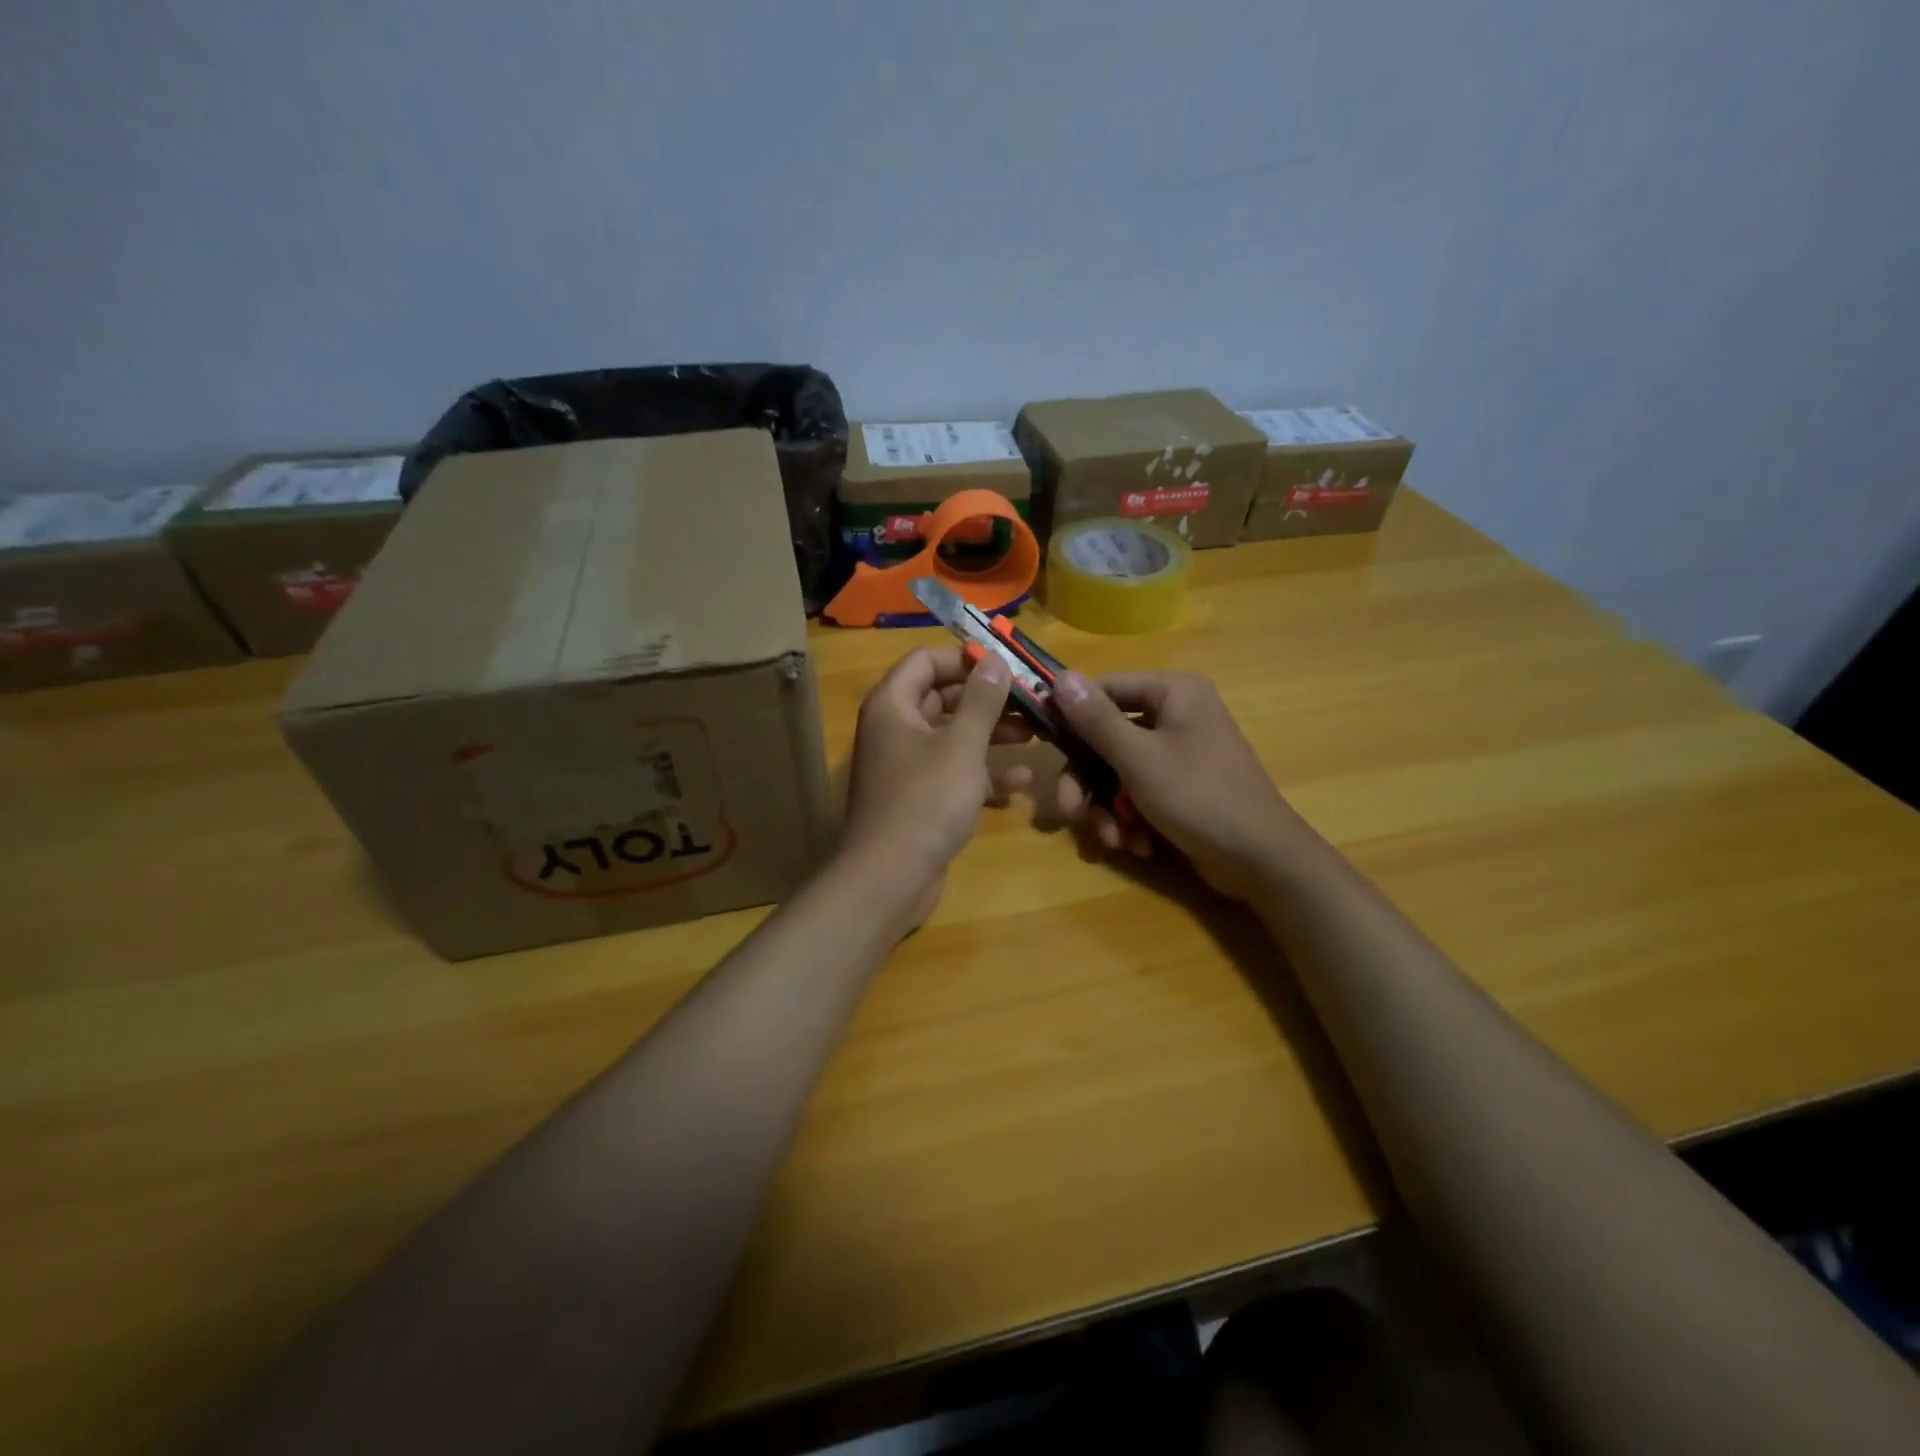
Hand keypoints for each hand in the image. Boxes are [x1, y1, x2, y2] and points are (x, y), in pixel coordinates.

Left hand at [838, 647, 1032, 929]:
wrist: (889, 878)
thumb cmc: (925, 802)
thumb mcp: (961, 746)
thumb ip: (981, 701)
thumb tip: (996, 661)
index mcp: (892, 705)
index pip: (926, 660)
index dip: (965, 659)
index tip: (1006, 667)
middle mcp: (895, 728)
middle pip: (942, 697)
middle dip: (987, 699)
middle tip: (1030, 701)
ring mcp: (906, 765)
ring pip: (952, 737)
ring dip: (991, 735)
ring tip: (1035, 734)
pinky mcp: (919, 797)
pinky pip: (953, 772)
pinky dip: (983, 773)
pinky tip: (1022, 781)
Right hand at [1051, 671, 1308, 900]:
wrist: (1260, 861)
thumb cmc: (1198, 797)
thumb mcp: (1138, 758)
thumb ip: (1095, 719)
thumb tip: (1059, 676)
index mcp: (1173, 693)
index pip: (1105, 689)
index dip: (1071, 716)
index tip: (1042, 743)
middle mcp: (1176, 715)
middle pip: (1107, 738)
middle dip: (1089, 782)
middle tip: (1071, 811)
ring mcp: (1180, 753)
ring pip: (1119, 772)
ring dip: (1108, 808)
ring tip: (1113, 839)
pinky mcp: (1181, 787)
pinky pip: (1139, 793)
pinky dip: (1131, 819)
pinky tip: (1138, 845)